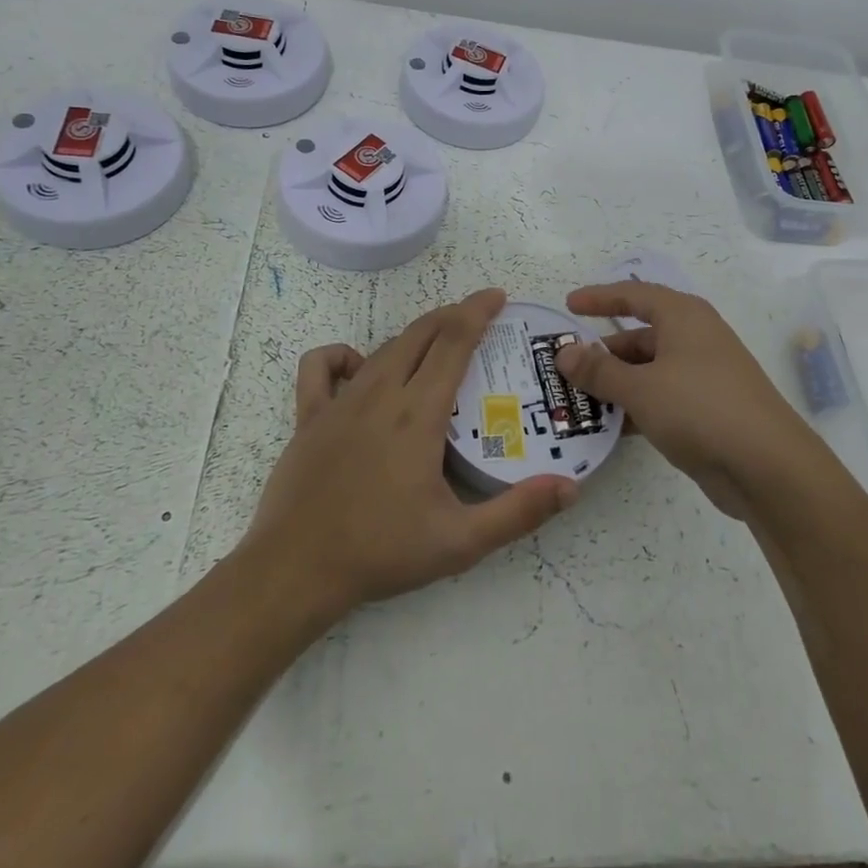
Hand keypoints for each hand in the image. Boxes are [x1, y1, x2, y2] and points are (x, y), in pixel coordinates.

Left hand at [242, 288, 575, 618]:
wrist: (295, 570)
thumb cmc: (381, 552)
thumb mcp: (460, 541)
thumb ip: (518, 512)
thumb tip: (571, 487)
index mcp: (418, 414)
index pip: (454, 342)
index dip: (477, 312)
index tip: (498, 297)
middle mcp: (381, 394)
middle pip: (421, 334)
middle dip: (453, 315)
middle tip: (479, 314)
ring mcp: (340, 402)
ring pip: (384, 347)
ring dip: (415, 335)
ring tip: (438, 341)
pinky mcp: (309, 416)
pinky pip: (321, 366)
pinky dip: (343, 355)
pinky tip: (361, 368)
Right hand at [555, 281, 825, 517]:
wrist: (768, 467)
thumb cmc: (700, 409)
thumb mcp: (640, 388)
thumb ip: (598, 370)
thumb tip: (564, 353)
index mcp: (683, 317)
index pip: (634, 295)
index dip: (600, 298)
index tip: (569, 306)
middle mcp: (695, 339)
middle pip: (639, 337)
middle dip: (602, 353)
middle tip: (564, 369)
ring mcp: (704, 375)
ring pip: (649, 371)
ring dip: (615, 385)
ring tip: (576, 401)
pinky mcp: (707, 410)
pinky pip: (662, 398)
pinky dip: (636, 407)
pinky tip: (610, 428)